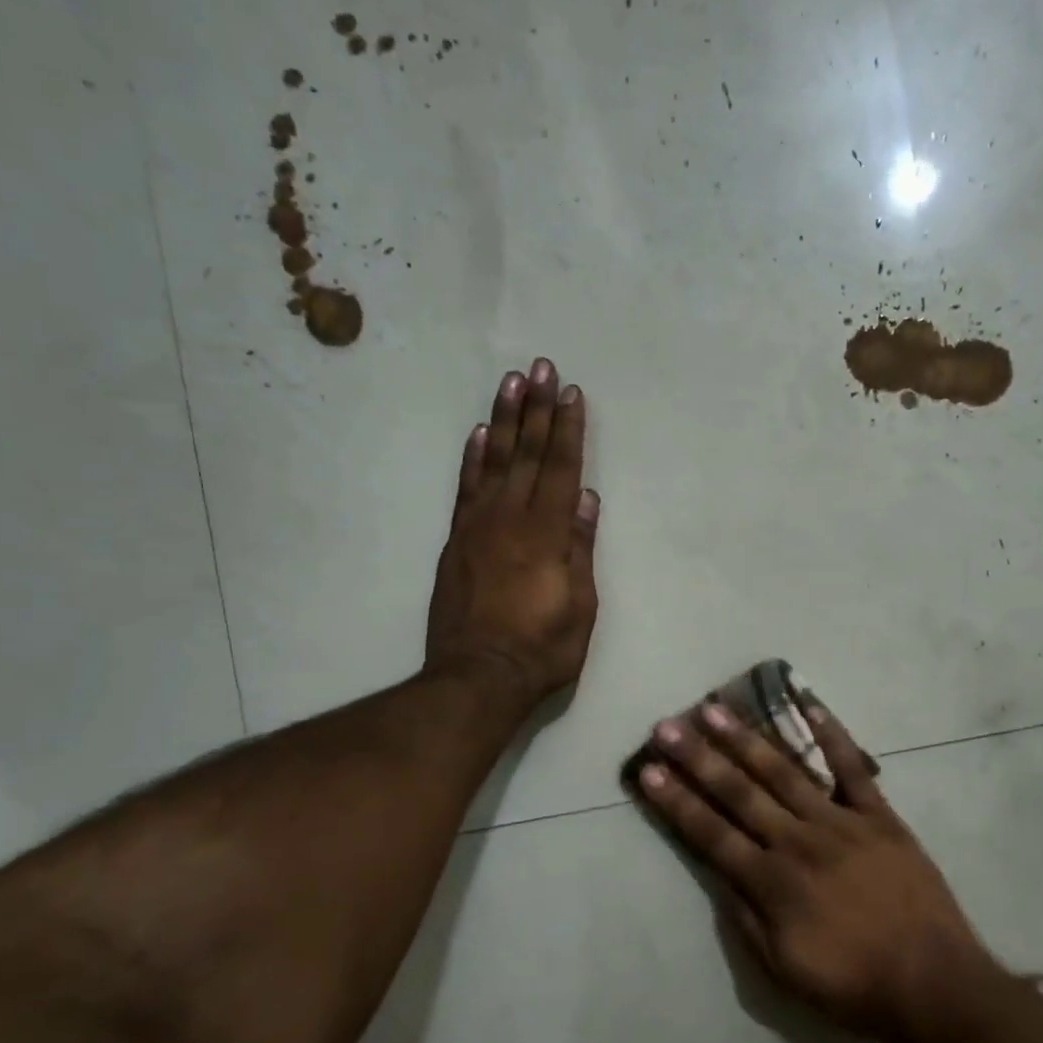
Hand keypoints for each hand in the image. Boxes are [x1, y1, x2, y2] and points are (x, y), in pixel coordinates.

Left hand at [425, 360, 598, 709]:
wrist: (477, 676)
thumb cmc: (541, 648)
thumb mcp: (579, 606)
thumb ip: (580, 548)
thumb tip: (586, 497)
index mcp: (546, 534)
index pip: (562, 469)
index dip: (568, 430)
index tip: (572, 393)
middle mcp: (511, 519)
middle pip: (528, 454)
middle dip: (537, 409)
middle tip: (541, 366)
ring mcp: (478, 527)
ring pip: (495, 461)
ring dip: (505, 420)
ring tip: (512, 382)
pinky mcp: (457, 541)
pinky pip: (465, 488)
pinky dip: (473, 458)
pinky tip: (481, 433)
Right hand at [637, 702, 993, 1042]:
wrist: (932, 982)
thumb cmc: (852, 985)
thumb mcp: (784, 970)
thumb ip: (746, 918)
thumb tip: (717, 874)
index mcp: (772, 882)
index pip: (711, 834)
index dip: (676, 802)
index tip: (648, 770)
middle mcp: (798, 841)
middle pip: (739, 792)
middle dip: (698, 758)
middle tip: (668, 726)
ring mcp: (840, 822)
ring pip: (785, 771)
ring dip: (747, 739)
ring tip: (715, 710)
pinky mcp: (878, 815)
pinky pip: (852, 768)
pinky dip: (831, 734)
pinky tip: (809, 704)